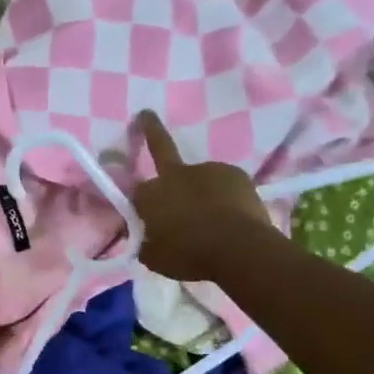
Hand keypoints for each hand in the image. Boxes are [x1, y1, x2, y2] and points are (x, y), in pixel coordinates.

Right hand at [130, 111, 275, 280]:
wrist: (238, 250)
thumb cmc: (189, 256)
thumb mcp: (155, 258)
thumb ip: (145, 243)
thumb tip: (143, 238)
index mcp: (151, 195)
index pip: (135, 191)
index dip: (139, 202)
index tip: (143, 214)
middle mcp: (176, 174)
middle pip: (161, 148)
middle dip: (150, 129)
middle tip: (146, 115)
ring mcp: (207, 169)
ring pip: (199, 178)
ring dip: (201, 191)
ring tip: (214, 218)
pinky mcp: (234, 174)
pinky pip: (223, 184)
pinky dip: (224, 196)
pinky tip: (231, 215)